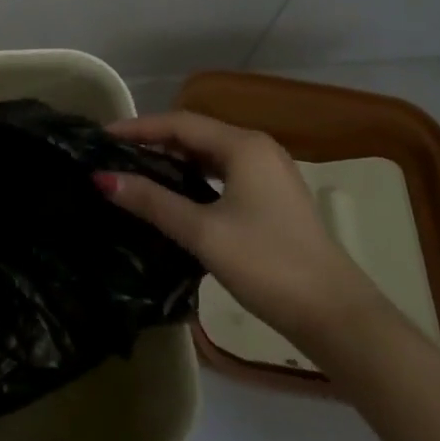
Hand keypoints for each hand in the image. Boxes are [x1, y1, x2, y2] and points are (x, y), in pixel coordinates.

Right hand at [98, 111, 384, 344]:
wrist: (337, 317)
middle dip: (153, 140)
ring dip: (174, 158)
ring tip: (136, 169)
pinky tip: (175, 192)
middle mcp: (257, 149)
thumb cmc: (268, 265)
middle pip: (195, 133)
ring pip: (210, 154)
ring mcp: (269, 173)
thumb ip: (153, 201)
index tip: (102, 136)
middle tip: (114, 153)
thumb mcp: (203, 232)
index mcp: (244, 145)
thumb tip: (103, 178)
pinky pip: (223, 172)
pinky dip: (194, 176)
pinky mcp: (273, 198)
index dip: (138, 127)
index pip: (179, 123)